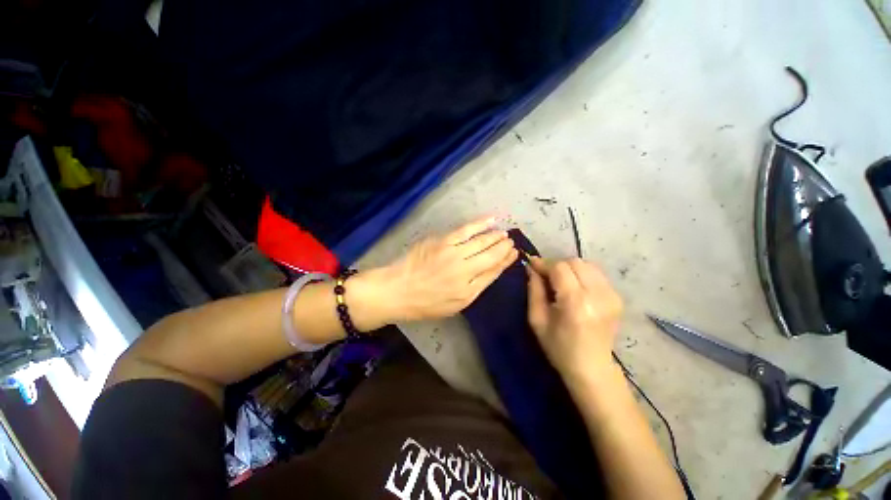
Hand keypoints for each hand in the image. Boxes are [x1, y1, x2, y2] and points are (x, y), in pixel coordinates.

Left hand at [381, 217, 517, 321]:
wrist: (397, 290)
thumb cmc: (425, 303)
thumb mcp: (454, 306)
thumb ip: (474, 289)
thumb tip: (491, 271)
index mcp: (469, 291)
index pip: (494, 272)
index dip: (506, 262)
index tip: (514, 254)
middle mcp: (465, 271)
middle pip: (491, 256)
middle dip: (504, 247)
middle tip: (511, 241)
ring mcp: (454, 254)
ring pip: (482, 242)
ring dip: (495, 236)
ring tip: (504, 233)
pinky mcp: (443, 241)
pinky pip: (466, 230)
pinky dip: (480, 224)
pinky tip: (491, 219)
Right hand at [526, 257, 622, 382]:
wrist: (593, 369)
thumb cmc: (559, 348)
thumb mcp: (537, 320)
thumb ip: (534, 290)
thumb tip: (531, 268)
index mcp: (576, 302)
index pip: (559, 268)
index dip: (544, 263)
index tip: (532, 265)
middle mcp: (598, 294)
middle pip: (575, 262)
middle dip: (556, 264)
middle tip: (544, 275)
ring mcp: (612, 295)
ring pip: (587, 264)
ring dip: (569, 268)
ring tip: (558, 280)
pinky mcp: (617, 297)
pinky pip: (596, 274)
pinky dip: (581, 274)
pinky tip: (574, 287)